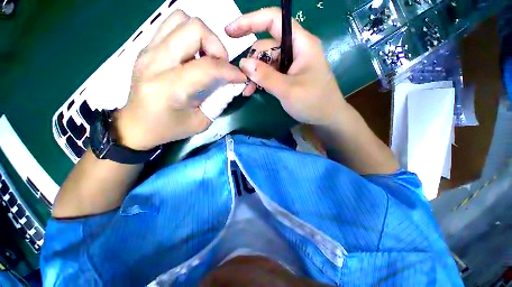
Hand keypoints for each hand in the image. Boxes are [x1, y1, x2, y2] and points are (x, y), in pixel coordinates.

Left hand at [115, 10, 246, 149]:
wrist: (137, 125)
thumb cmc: (170, 128)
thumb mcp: (201, 121)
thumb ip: (220, 101)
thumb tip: (233, 84)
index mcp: (169, 88)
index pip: (207, 67)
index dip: (230, 70)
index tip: (240, 78)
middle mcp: (155, 62)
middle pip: (194, 28)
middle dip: (216, 46)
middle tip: (220, 66)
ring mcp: (148, 50)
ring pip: (181, 19)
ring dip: (202, 36)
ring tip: (207, 58)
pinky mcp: (147, 47)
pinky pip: (172, 25)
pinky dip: (189, 35)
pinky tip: (193, 55)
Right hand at [226, 7, 345, 125]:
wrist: (327, 117)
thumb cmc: (313, 102)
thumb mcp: (287, 90)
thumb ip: (265, 76)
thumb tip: (243, 63)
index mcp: (301, 44)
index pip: (274, 20)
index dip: (250, 21)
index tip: (230, 32)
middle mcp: (296, 49)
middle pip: (267, 45)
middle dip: (252, 61)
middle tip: (243, 80)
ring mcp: (292, 63)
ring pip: (267, 61)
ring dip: (255, 74)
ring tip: (247, 90)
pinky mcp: (289, 75)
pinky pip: (271, 73)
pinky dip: (261, 80)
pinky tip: (253, 90)